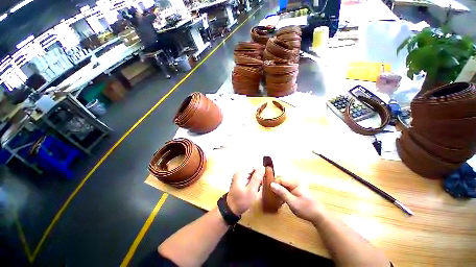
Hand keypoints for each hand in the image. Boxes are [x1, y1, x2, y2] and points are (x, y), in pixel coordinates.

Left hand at [227, 168, 263, 214]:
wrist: (231, 209)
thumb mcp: (251, 190)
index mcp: (241, 172)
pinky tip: (253, 190)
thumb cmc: (241, 200)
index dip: (261, 173)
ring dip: (256, 181)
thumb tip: (263, 167)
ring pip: (253, 175)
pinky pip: (250, 179)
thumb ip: (257, 178)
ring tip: (256, 190)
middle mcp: (240, 172)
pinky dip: (253, 184)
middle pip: (254, 170)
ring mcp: (240, 176)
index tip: (263, 182)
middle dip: (258, 178)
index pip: (255, 167)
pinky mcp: (241, 180)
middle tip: (259, 187)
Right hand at [270, 177, 323, 222]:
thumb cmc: (306, 209)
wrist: (317, 215)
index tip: (269, 192)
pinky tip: (281, 200)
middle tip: (274, 198)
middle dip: (275, 188)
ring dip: (278, 191)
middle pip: (279, 180)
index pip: (279, 179)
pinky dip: (281, 193)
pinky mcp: (293, 188)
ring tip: (277, 200)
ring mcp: (294, 184)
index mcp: (294, 182)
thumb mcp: (292, 202)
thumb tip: (271, 184)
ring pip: (281, 184)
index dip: (273, 184)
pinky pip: (284, 188)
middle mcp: (293, 181)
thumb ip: (282, 192)